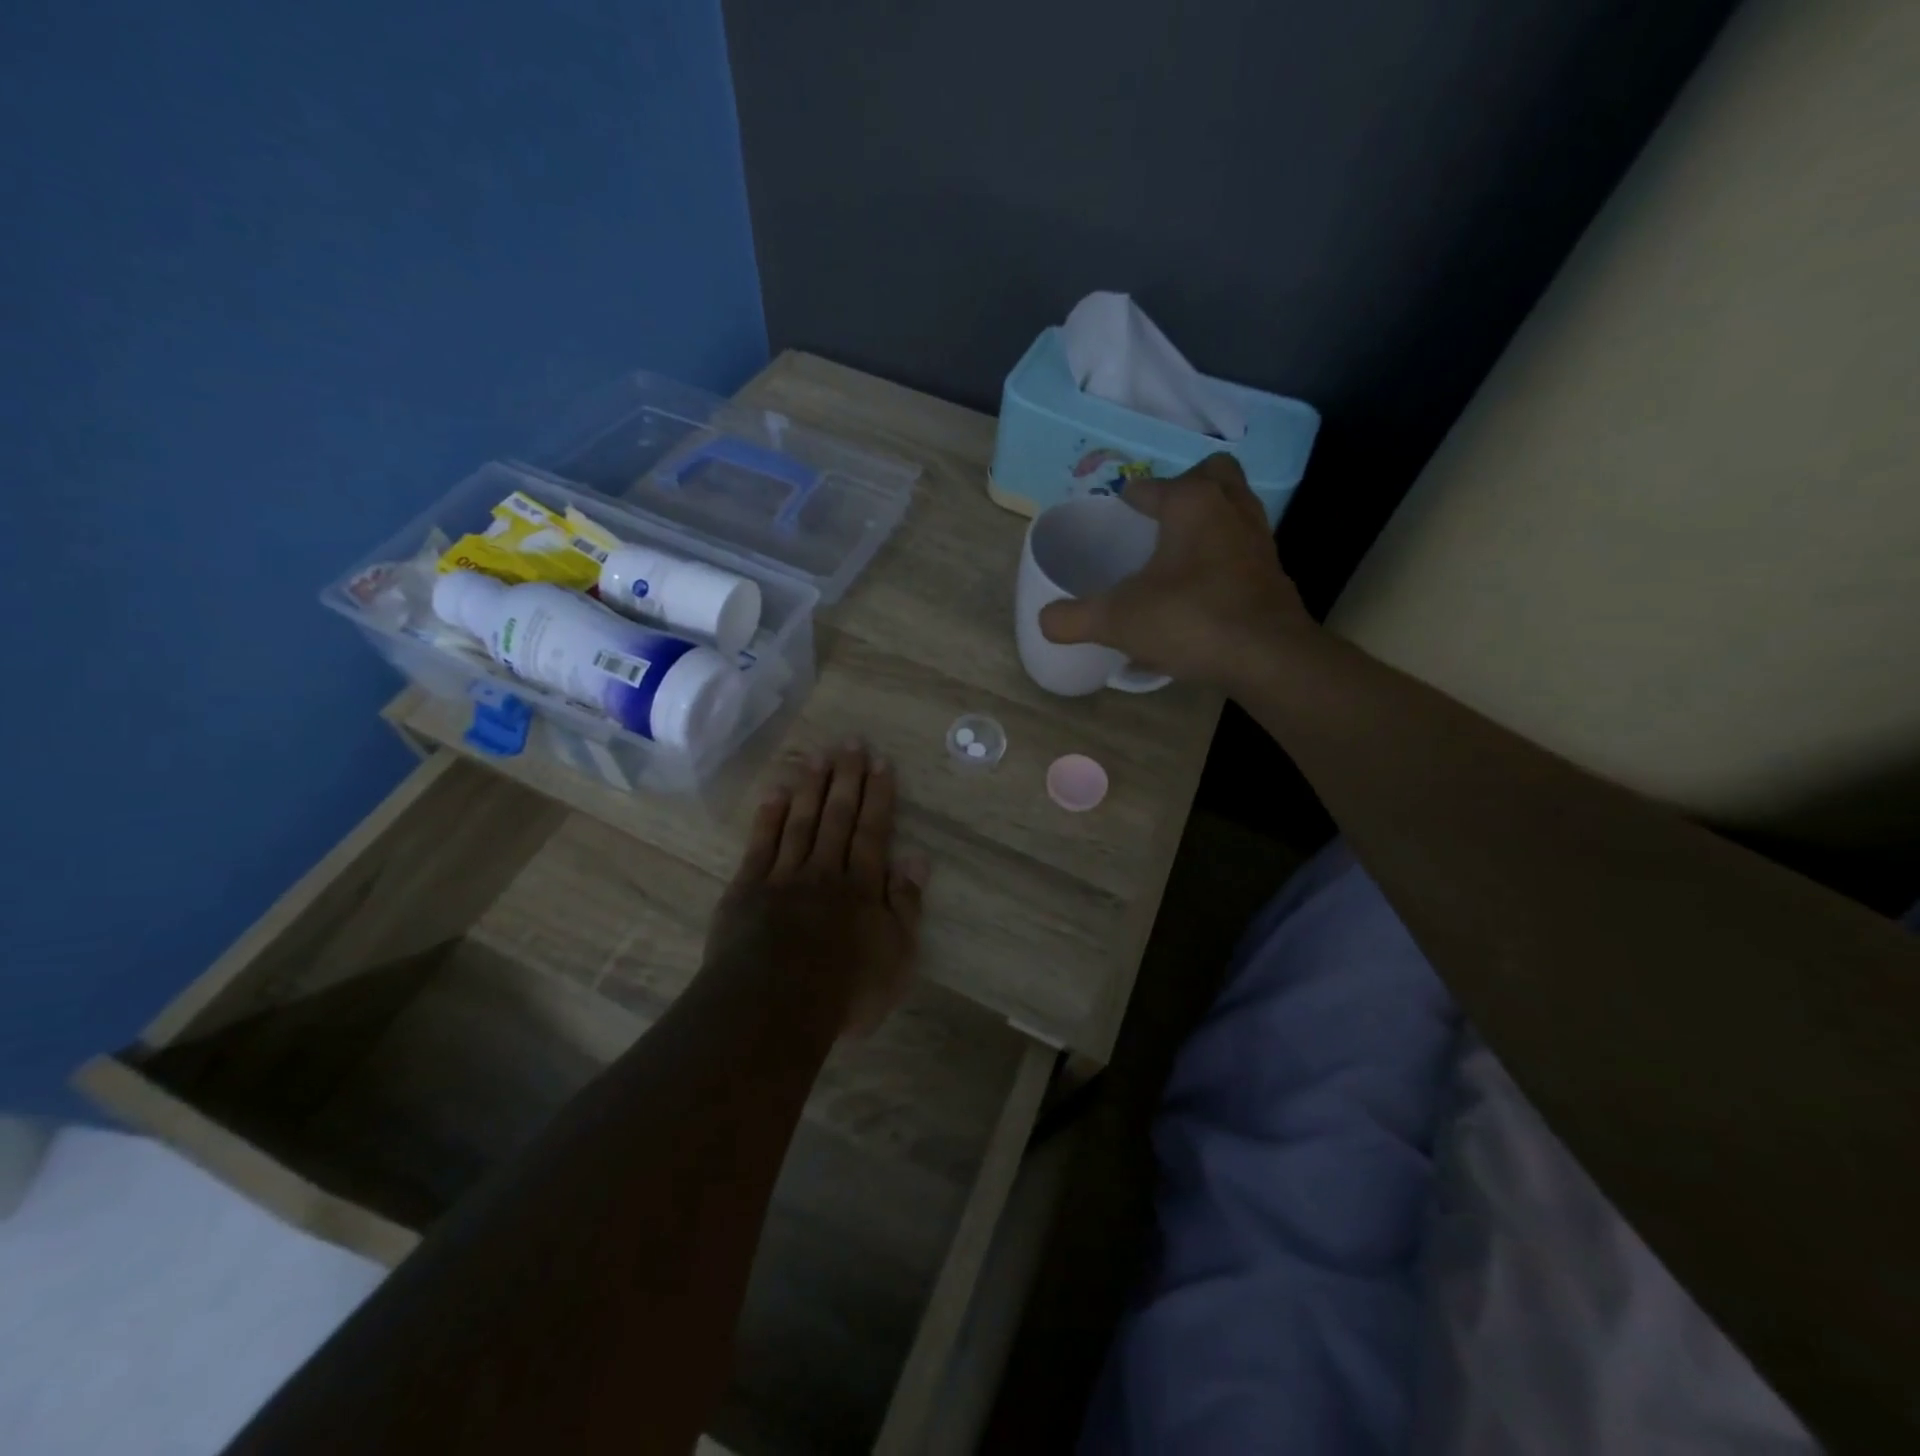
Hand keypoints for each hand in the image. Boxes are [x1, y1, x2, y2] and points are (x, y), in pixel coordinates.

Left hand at [703, 740, 926, 1036]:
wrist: (772, 1008)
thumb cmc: (844, 991)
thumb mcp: (896, 958)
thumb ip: (906, 905)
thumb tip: (917, 858)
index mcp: (862, 887)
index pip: (873, 831)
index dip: (878, 795)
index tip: (881, 762)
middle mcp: (825, 870)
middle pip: (837, 816)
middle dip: (846, 778)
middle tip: (851, 742)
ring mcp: (783, 876)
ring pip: (801, 821)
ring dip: (811, 786)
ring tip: (819, 755)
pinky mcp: (747, 889)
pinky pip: (761, 843)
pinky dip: (770, 815)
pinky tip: (777, 791)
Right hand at [1038, 453, 1313, 692]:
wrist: (1267, 657)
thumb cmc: (1190, 619)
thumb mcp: (1117, 621)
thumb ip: (1074, 618)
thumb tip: (1044, 620)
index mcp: (1191, 504)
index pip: (1154, 486)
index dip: (1130, 496)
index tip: (1117, 508)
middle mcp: (1230, 510)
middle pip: (1213, 475)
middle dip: (1186, 486)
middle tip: (1160, 517)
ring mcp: (1258, 541)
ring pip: (1234, 510)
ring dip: (1208, 520)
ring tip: (1177, 551)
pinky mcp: (1272, 574)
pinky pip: (1242, 549)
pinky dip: (1222, 557)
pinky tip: (1199, 590)